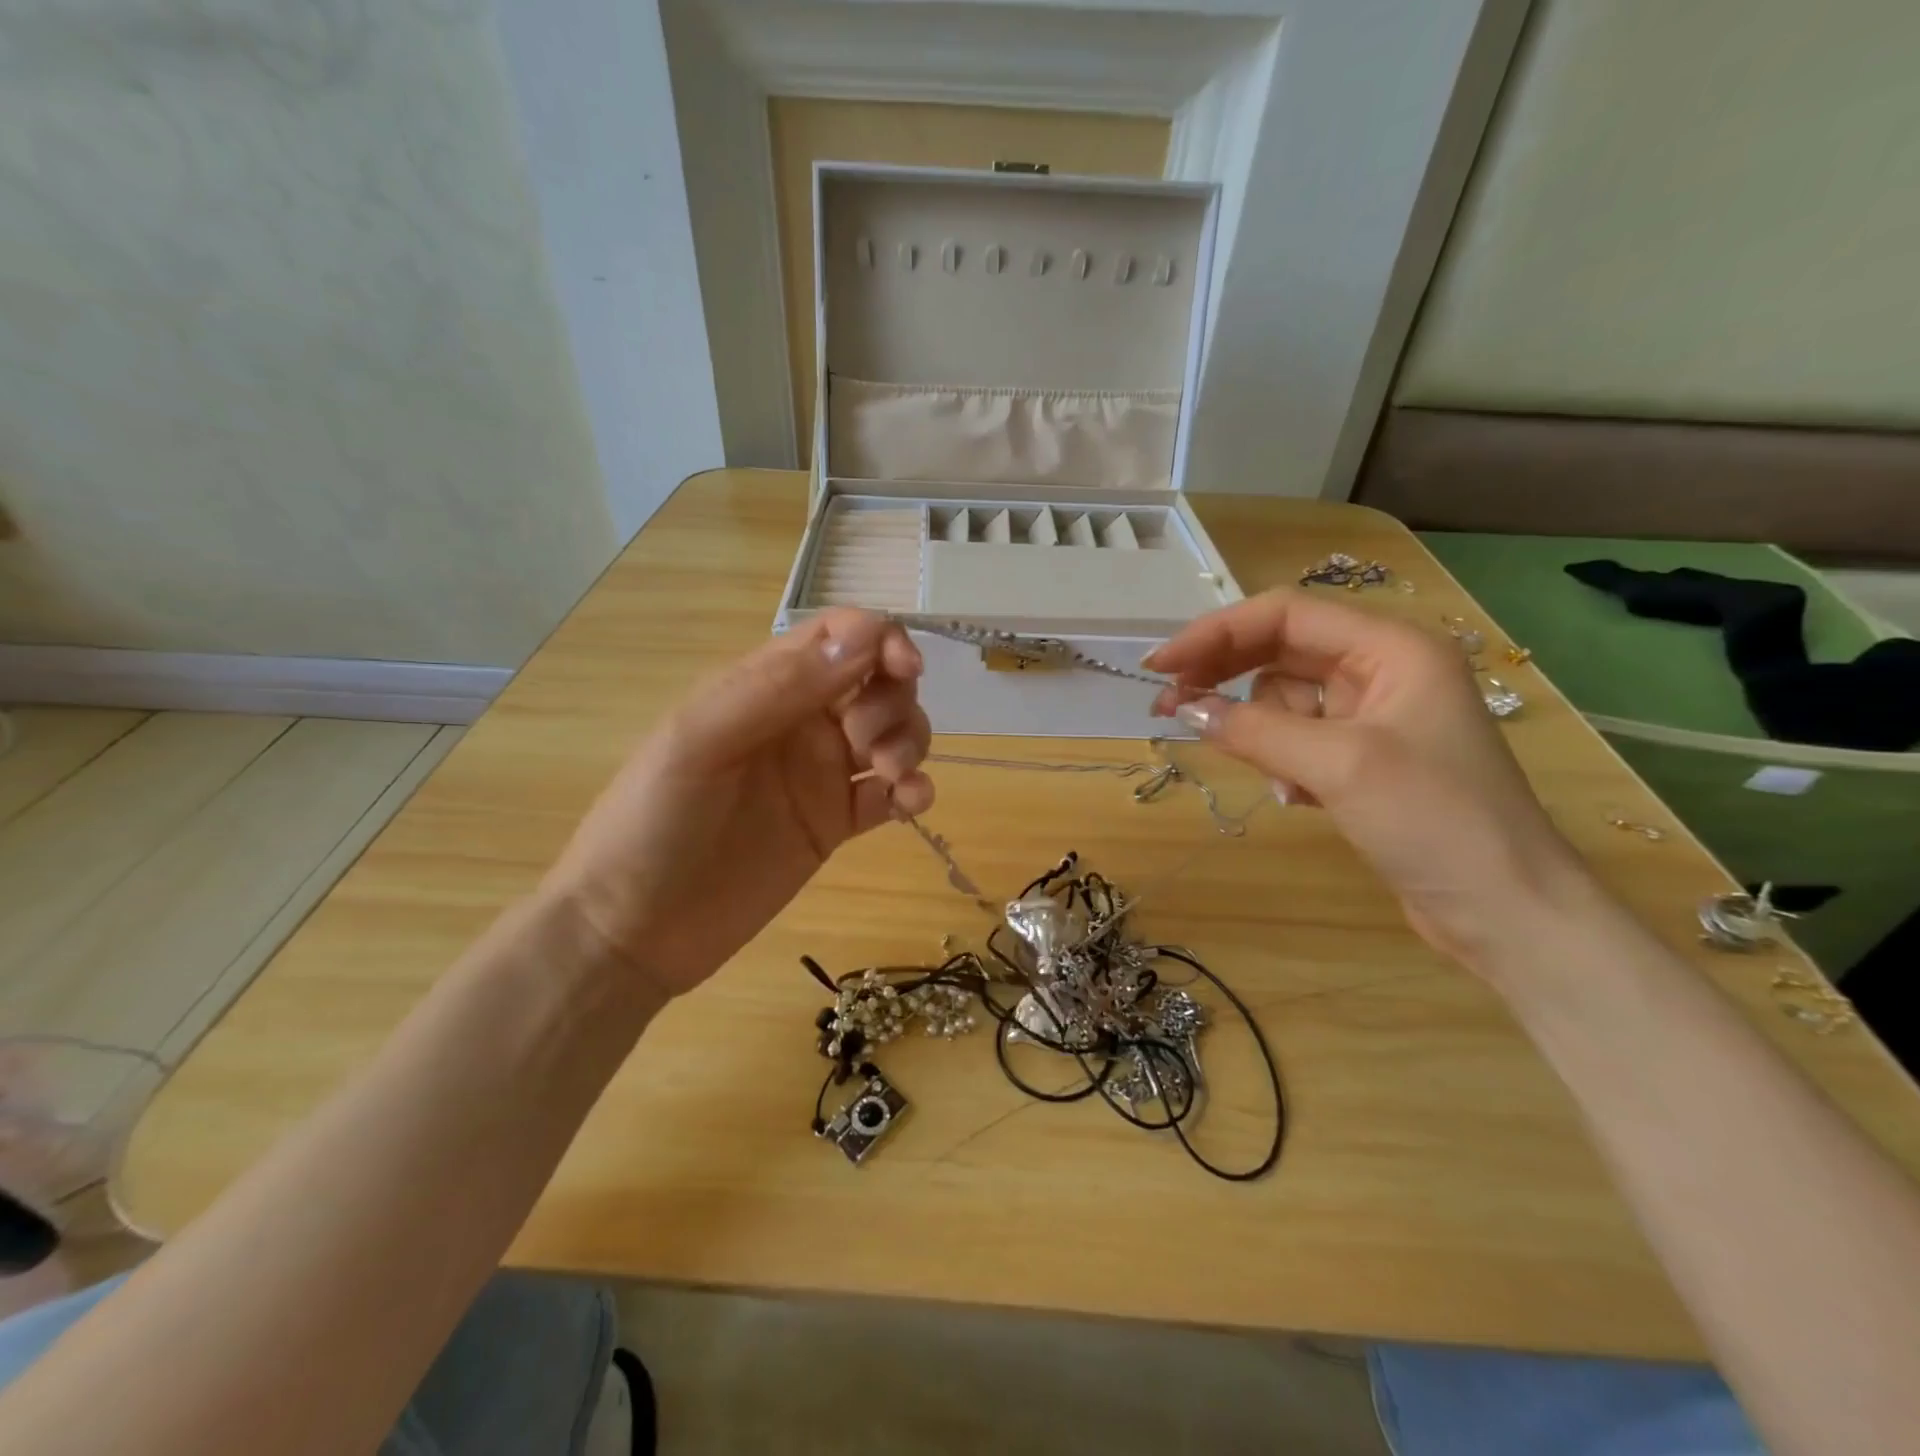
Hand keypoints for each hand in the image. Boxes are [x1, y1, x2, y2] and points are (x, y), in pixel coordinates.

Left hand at [540, 611, 931, 998]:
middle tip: (866, 745)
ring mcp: (820, 775)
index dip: (881, 639)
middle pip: (877, 683)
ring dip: (909, 741)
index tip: (904, 668)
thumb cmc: (652, 821)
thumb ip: (779, 685)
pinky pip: (891, 795)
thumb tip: (867, 636)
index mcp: (764, 687)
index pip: (838, 638)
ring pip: (892, 734)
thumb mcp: (701, 740)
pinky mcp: (835, 824)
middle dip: (893, 699)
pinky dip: (914, 790)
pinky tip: (910, 804)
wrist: (634, 929)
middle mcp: (799, 722)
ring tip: (890, 777)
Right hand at [1144, 589, 1594, 967]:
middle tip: (1169, 705)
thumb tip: (1185, 709)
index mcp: (1392, 647)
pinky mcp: (1362, 758)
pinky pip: (1297, 739)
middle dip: (1226, 676)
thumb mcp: (1338, 764)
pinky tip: (1297, 797)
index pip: (1285, 615)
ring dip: (1262, 732)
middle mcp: (1382, 669)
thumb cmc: (1435, 821)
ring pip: (1282, 700)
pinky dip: (1282, 760)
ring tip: (1281, 781)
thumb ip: (1254, 729)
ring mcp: (1373, 715)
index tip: (1161, 666)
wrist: (1506, 911)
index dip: (1216, 633)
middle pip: (1279, 651)